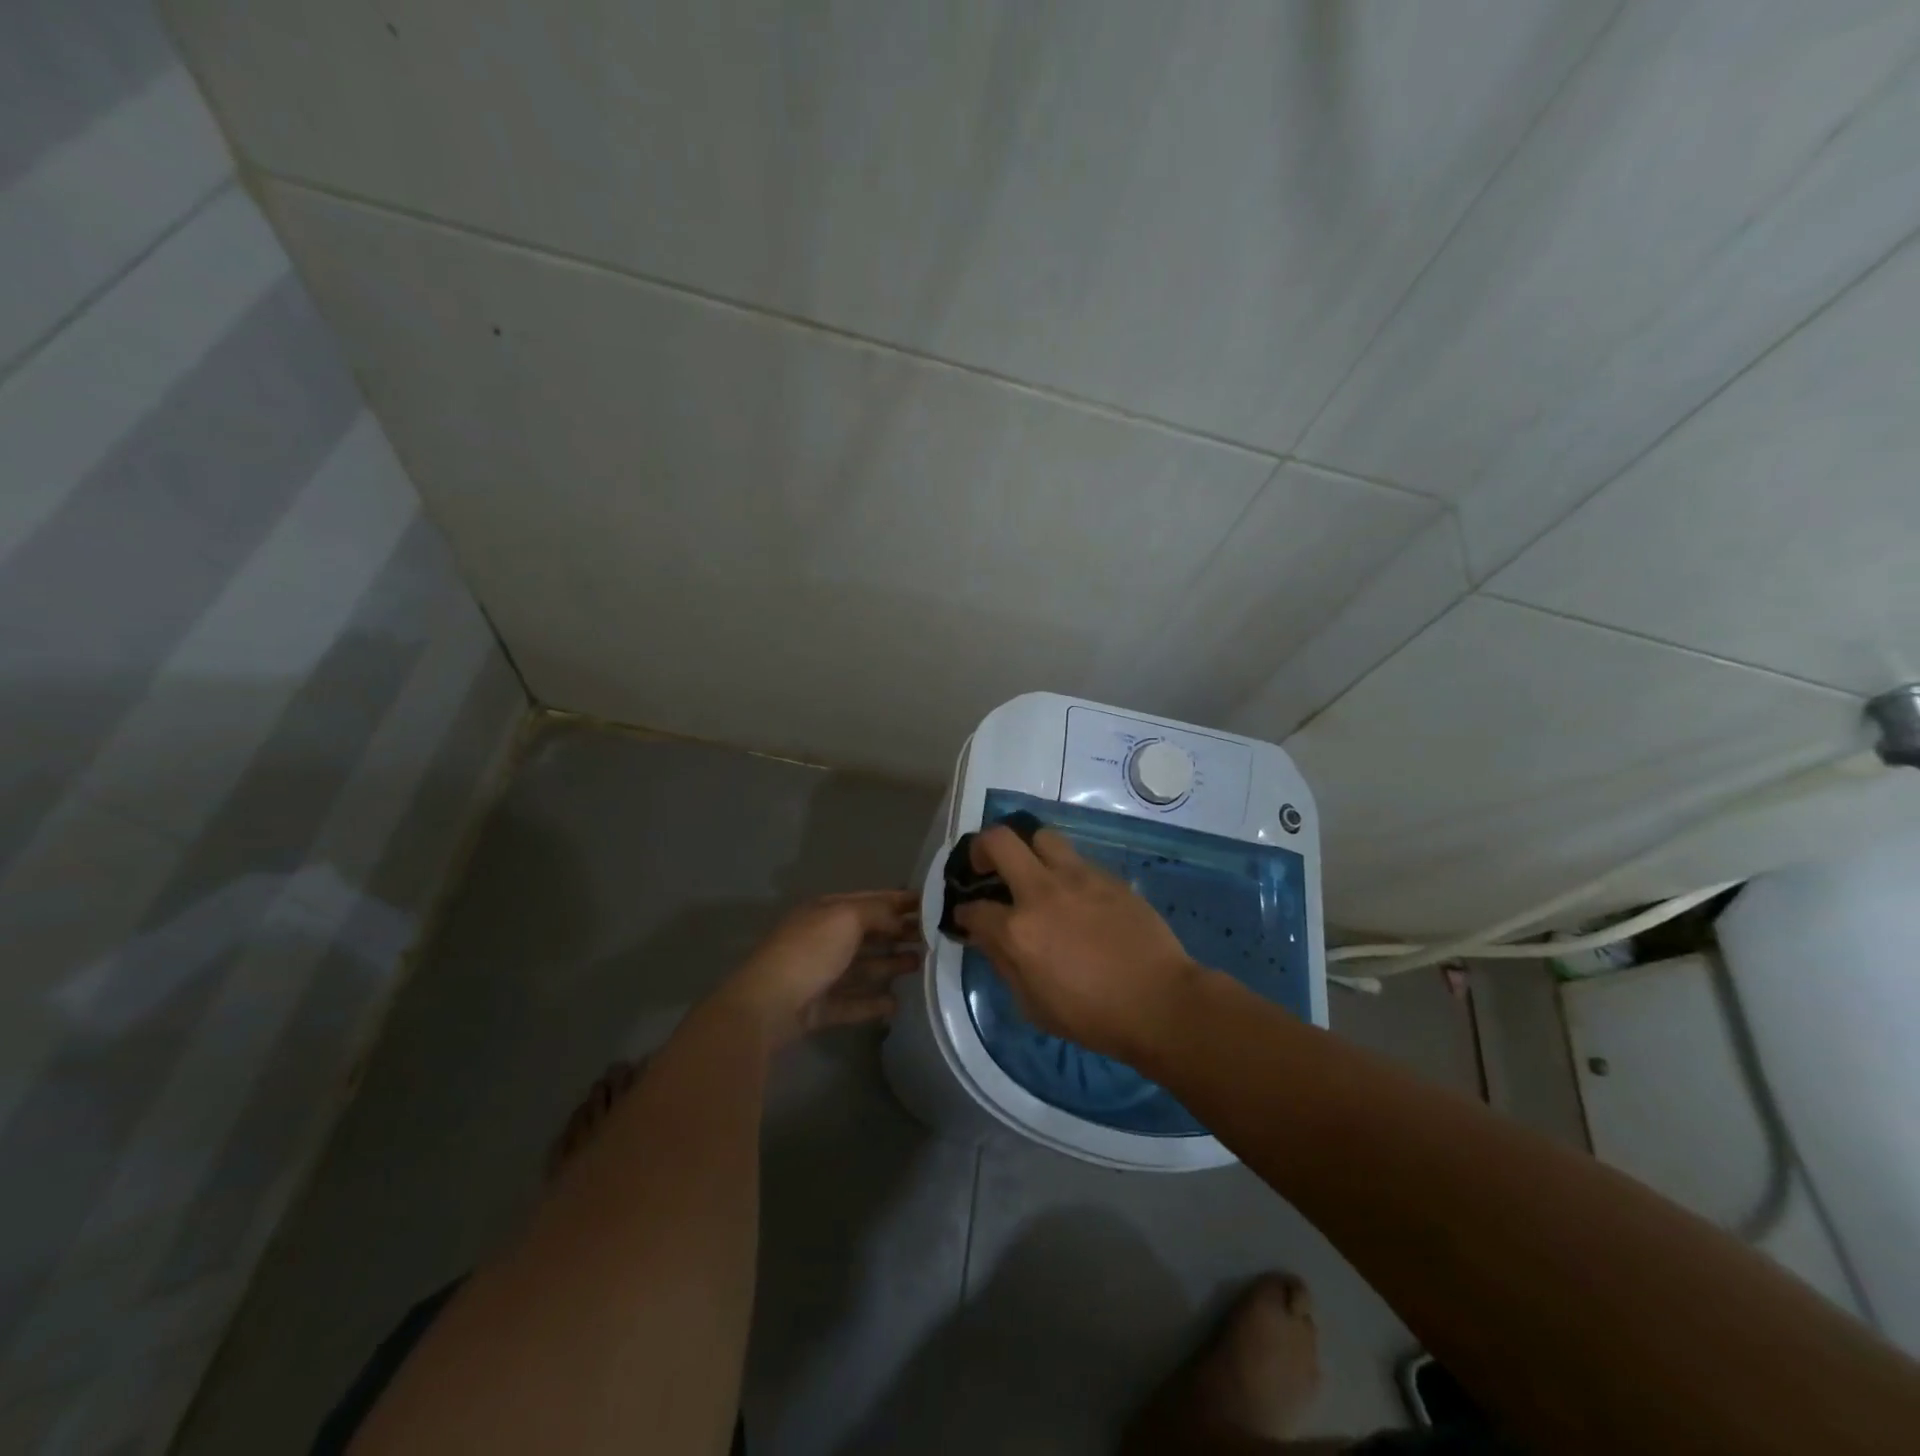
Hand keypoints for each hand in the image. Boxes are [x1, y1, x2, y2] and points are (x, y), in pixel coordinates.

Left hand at [717, 890, 920, 1047]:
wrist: (767, 1005)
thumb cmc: (809, 952)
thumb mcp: (846, 918)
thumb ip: (877, 913)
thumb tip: (899, 919)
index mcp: (826, 911)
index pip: (869, 900)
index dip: (899, 900)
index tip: (930, 904)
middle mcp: (823, 939)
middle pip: (867, 934)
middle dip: (898, 933)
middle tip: (931, 938)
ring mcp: (819, 975)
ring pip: (861, 968)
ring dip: (889, 965)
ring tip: (919, 966)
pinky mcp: (818, 1008)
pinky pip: (851, 1003)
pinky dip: (872, 1003)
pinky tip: (896, 1004)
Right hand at [953, 826, 1199, 1063]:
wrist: (1159, 1001)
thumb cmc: (1093, 1016)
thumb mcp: (1033, 1006)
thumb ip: (1004, 964)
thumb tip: (987, 938)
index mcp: (1018, 931)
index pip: (974, 908)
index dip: (964, 913)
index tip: (967, 917)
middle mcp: (1041, 892)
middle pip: (999, 841)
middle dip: (981, 849)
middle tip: (986, 866)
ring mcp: (1077, 878)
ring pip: (1041, 836)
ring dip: (1028, 849)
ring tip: (1032, 870)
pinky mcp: (1107, 876)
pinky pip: (1076, 859)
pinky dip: (1064, 870)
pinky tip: (1074, 894)